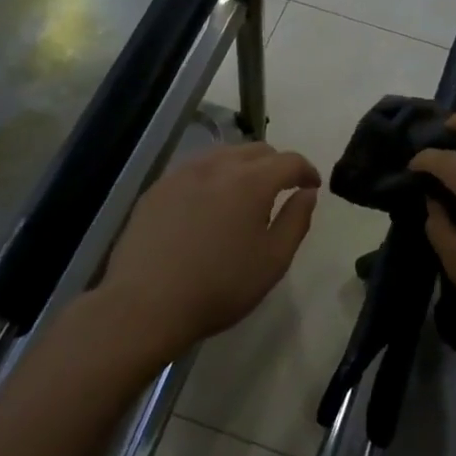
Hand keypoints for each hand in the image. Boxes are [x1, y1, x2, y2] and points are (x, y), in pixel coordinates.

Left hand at [94, 143, 319, 366]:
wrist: (144, 305)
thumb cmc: (219, 287)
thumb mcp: (273, 261)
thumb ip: (296, 220)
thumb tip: (307, 193)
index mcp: (252, 181)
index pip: (290, 160)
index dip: (307, 171)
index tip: (312, 187)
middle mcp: (219, 166)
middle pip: (257, 150)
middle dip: (276, 165)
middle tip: (281, 190)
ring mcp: (184, 173)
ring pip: (224, 154)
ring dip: (243, 167)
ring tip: (244, 195)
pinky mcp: (158, 188)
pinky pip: (195, 169)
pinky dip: (213, 177)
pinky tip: (208, 205)